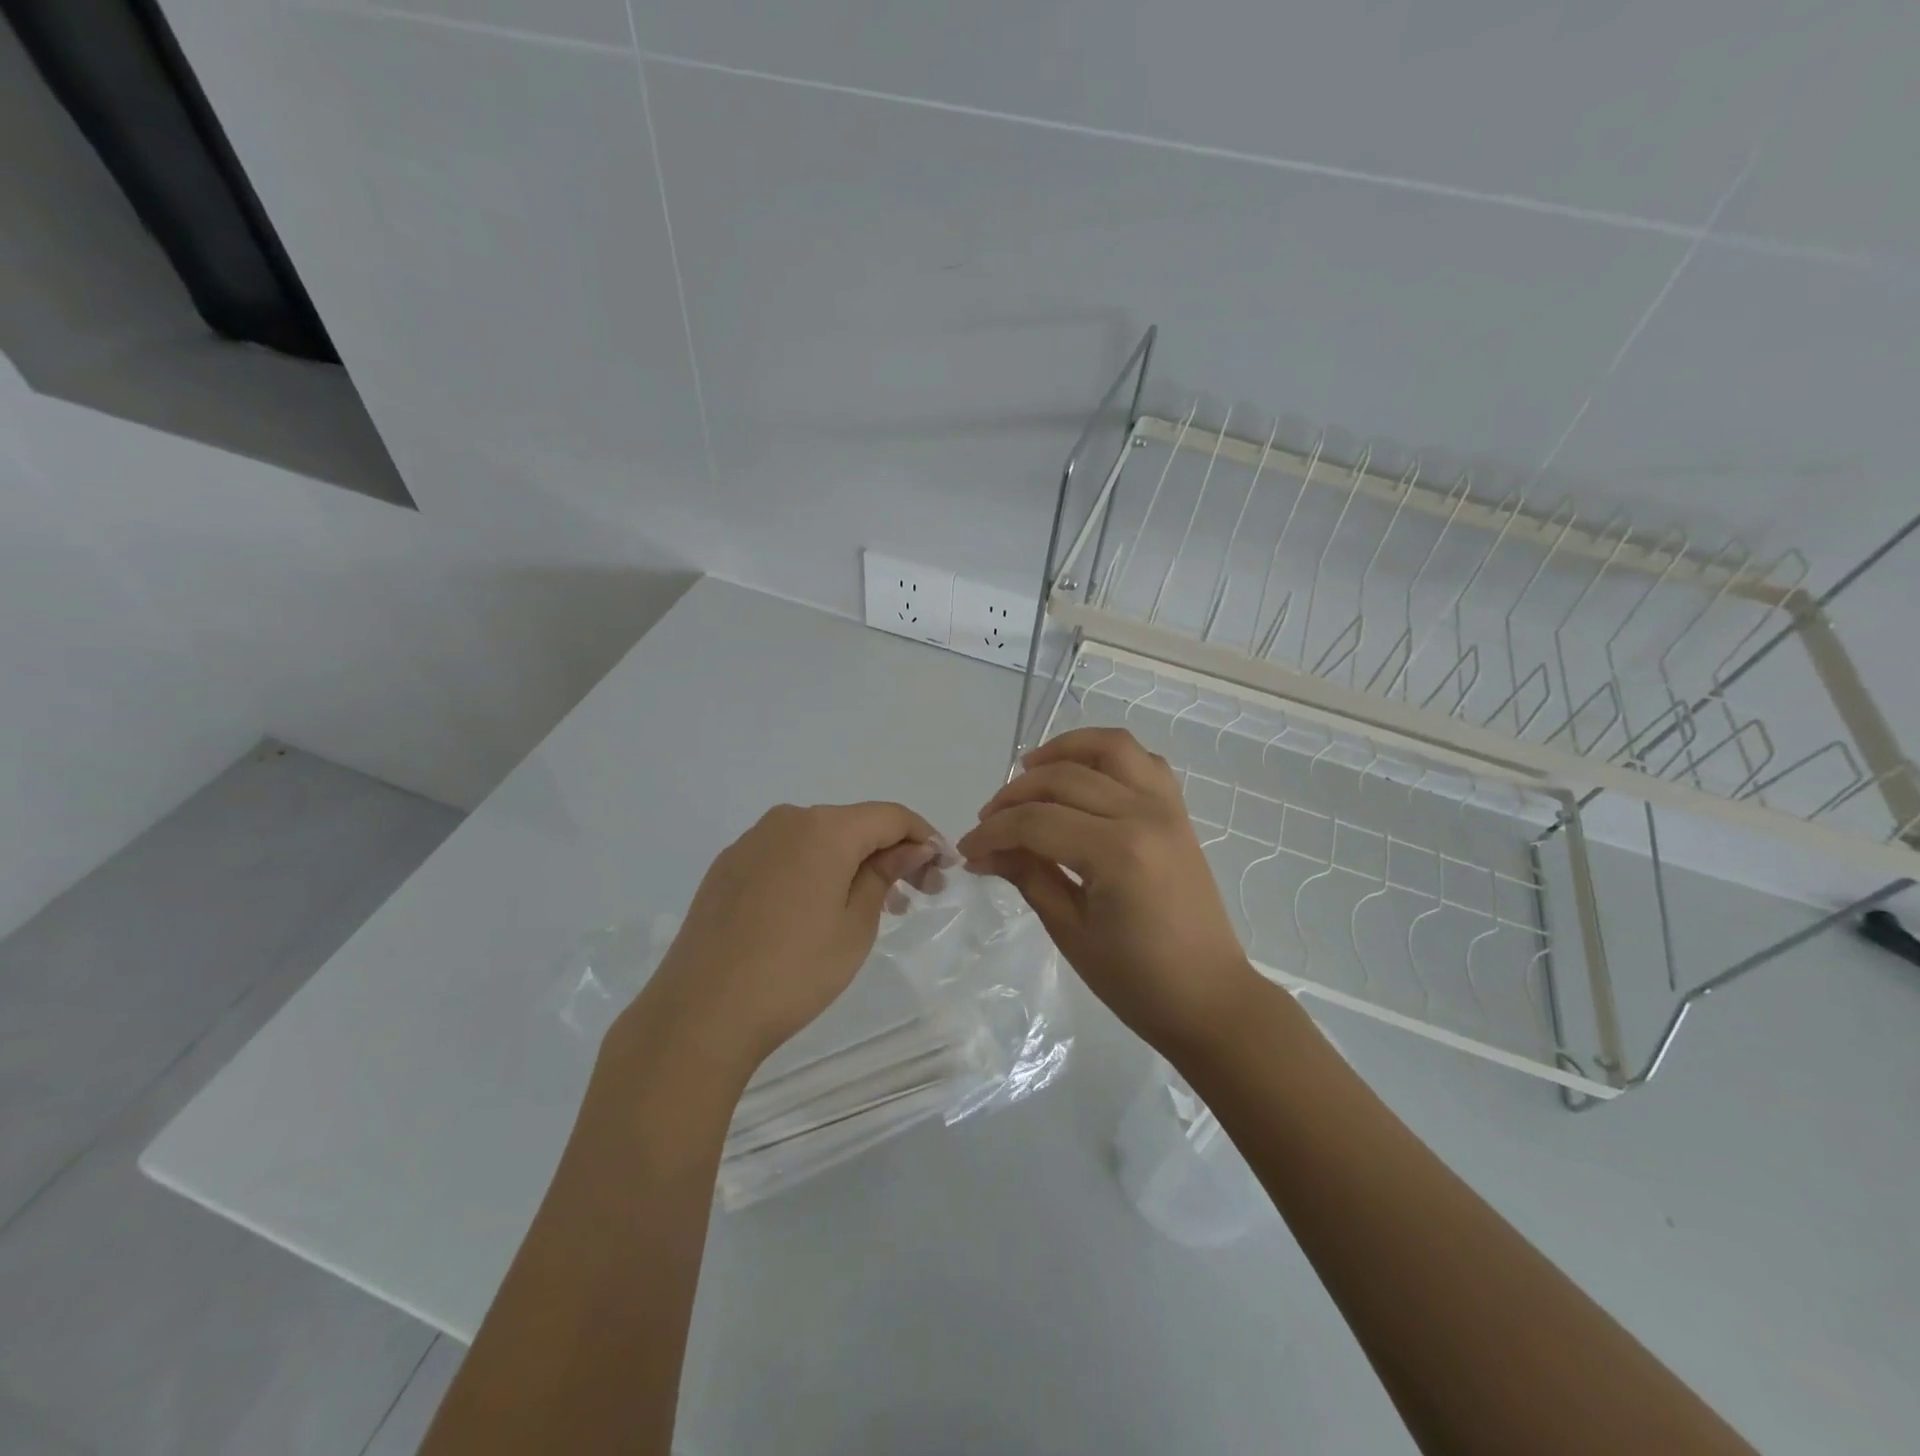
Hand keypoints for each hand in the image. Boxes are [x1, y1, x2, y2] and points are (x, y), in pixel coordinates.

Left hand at [610, 802, 936, 1083]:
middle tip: (916, 895)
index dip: (924, 837)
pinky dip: (816, 870)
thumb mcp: (856, 926)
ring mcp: (752, 842)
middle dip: (890, 853)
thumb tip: (910, 848)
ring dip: (853, 863)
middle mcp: (786, 820)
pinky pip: (786, 855)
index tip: (944, 869)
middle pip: (854, 824)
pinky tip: (820, 908)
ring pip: (819, 839)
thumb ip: (885, 875)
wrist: (700, 1012)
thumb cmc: (794, 971)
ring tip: (874, 906)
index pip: (890, 816)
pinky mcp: (728, 867)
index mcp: (824, 828)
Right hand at [958, 728, 1259, 1057]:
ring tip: (1030, 769)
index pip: (1036, 822)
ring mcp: (1167, 807)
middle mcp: (1144, 814)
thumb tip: (983, 852)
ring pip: (1110, 746)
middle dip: (1014, 795)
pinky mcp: (1178, 812)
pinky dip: (1107, 756)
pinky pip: (1143, 761)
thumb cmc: (1137, 980)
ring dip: (1064, 749)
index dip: (993, 832)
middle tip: (988, 822)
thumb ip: (1028, 876)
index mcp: (1117, 853)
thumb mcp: (1070, 932)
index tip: (967, 849)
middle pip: (1064, 778)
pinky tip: (1082, 777)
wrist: (1208, 997)